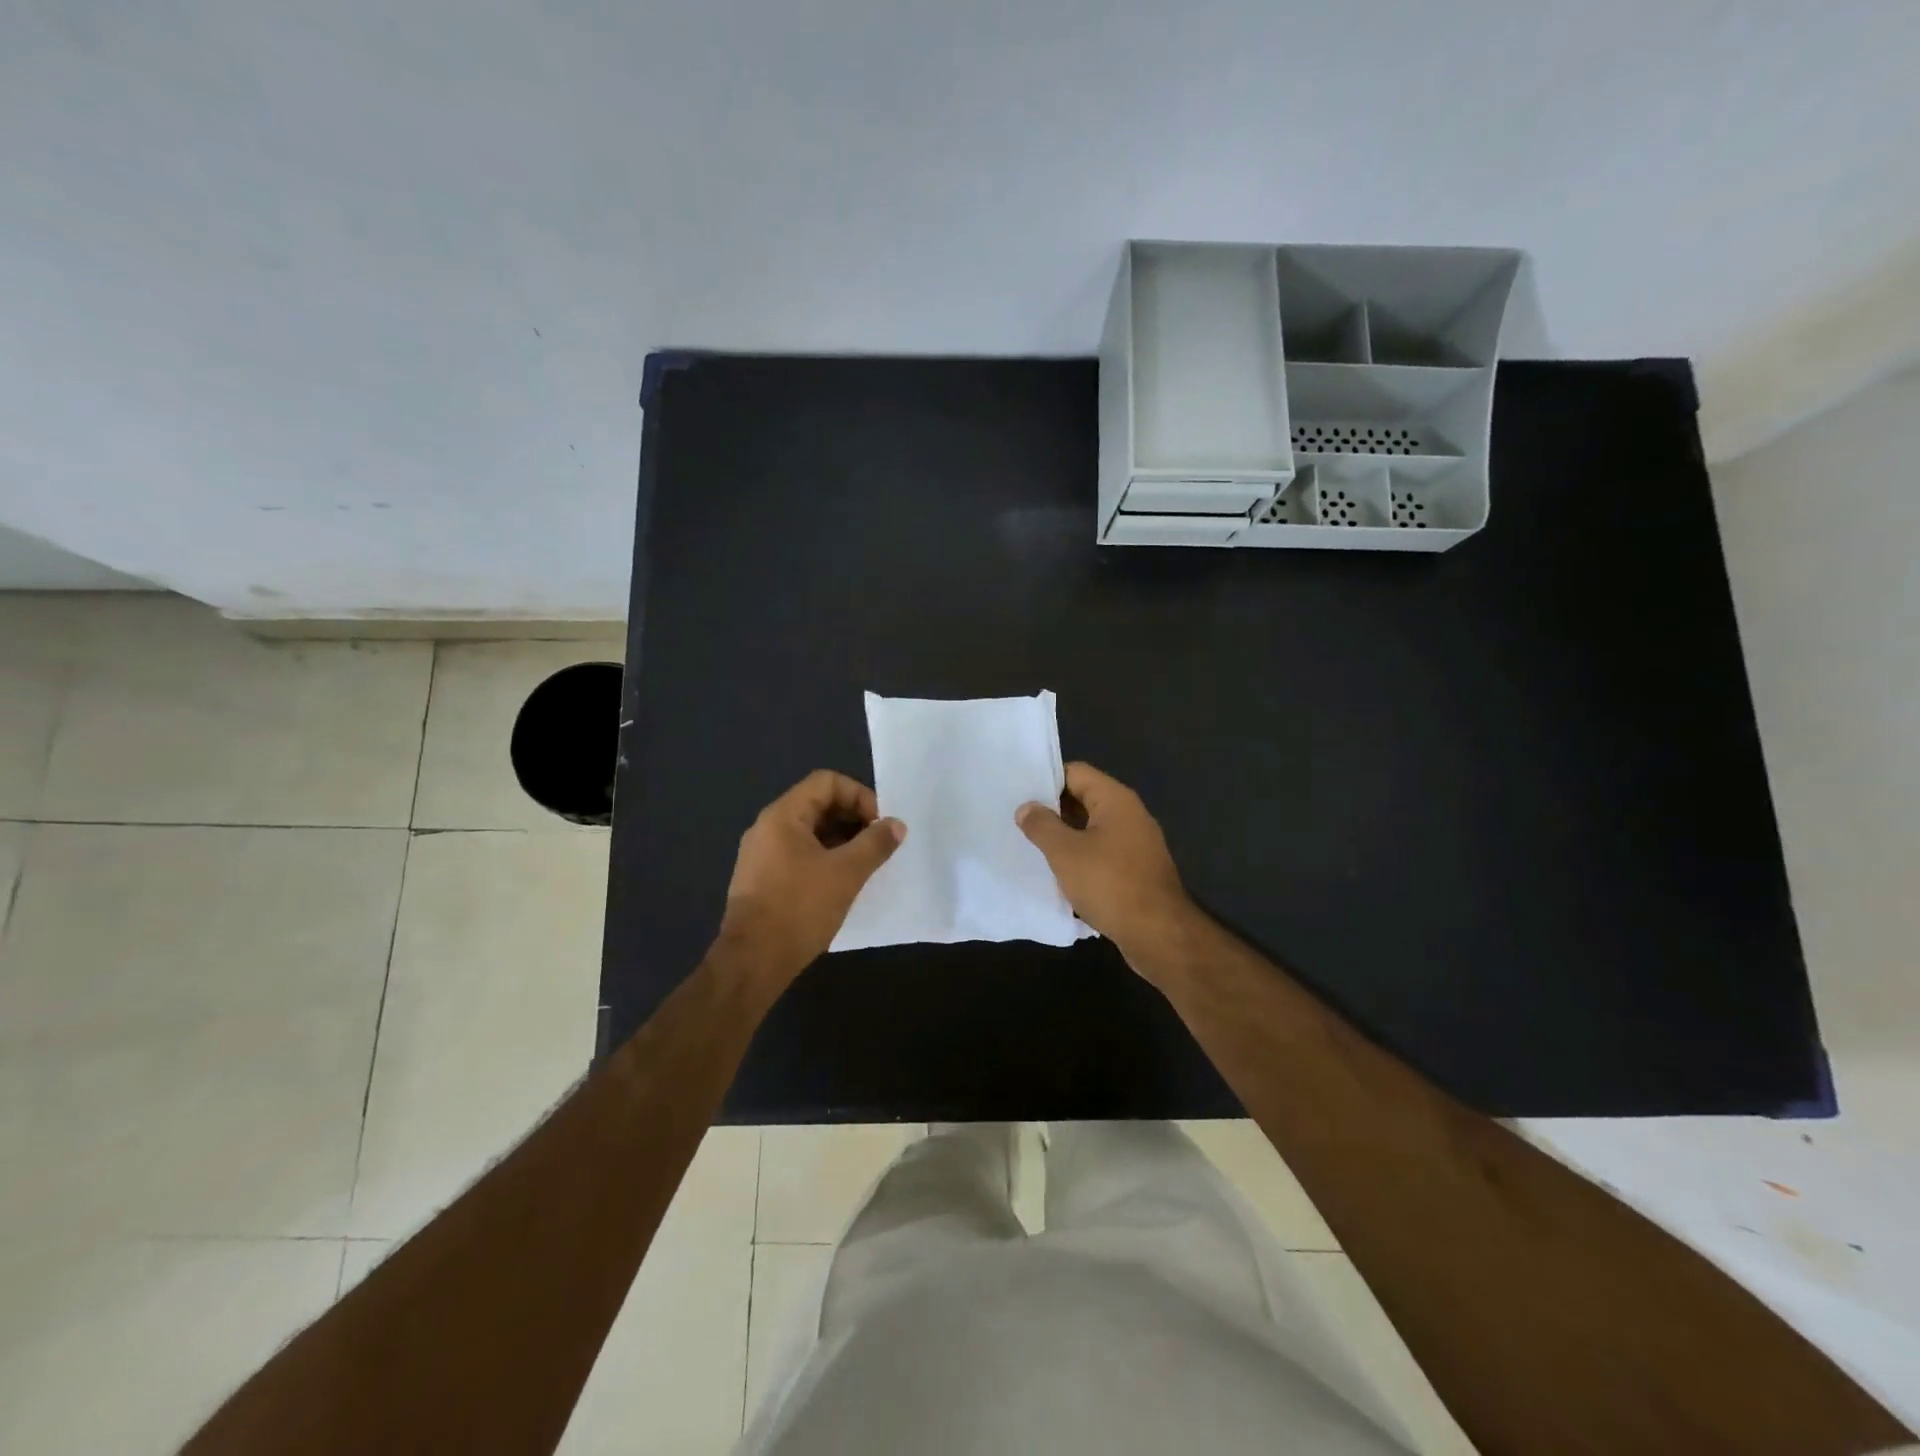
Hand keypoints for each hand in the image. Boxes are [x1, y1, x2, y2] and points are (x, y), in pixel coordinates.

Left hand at [719, 770, 904, 981]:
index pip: (827, 782)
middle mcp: (768, 828)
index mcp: (783, 816)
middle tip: (879, 845)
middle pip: (818, 804)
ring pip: (810, 833)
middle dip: (854, 819)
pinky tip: (843, 884)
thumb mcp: (846, 873)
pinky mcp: (763, 880)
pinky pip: (800, 855)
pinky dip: (826, 860)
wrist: (752, 962)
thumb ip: (874, 844)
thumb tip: (896, 824)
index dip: (859, 796)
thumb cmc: (799, 909)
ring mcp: (762, 855)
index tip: (880, 825)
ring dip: (842, 842)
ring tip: (866, 866)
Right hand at [1016, 762, 1196, 970]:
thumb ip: (1042, 825)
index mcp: (1116, 800)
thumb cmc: (1110, 883)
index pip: (1076, 772)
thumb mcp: (1065, 852)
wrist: (1158, 934)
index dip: (1046, 779)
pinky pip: (1102, 855)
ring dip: (1065, 838)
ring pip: (1092, 830)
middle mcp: (1130, 815)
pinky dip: (1081, 860)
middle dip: (1052, 810)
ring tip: (1031, 847)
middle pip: (1084, 800)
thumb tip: (1027, 807)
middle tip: (1018, 821)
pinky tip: (1059, 875)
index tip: (1018, 793)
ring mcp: (1136, 844)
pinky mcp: (1136, 871)